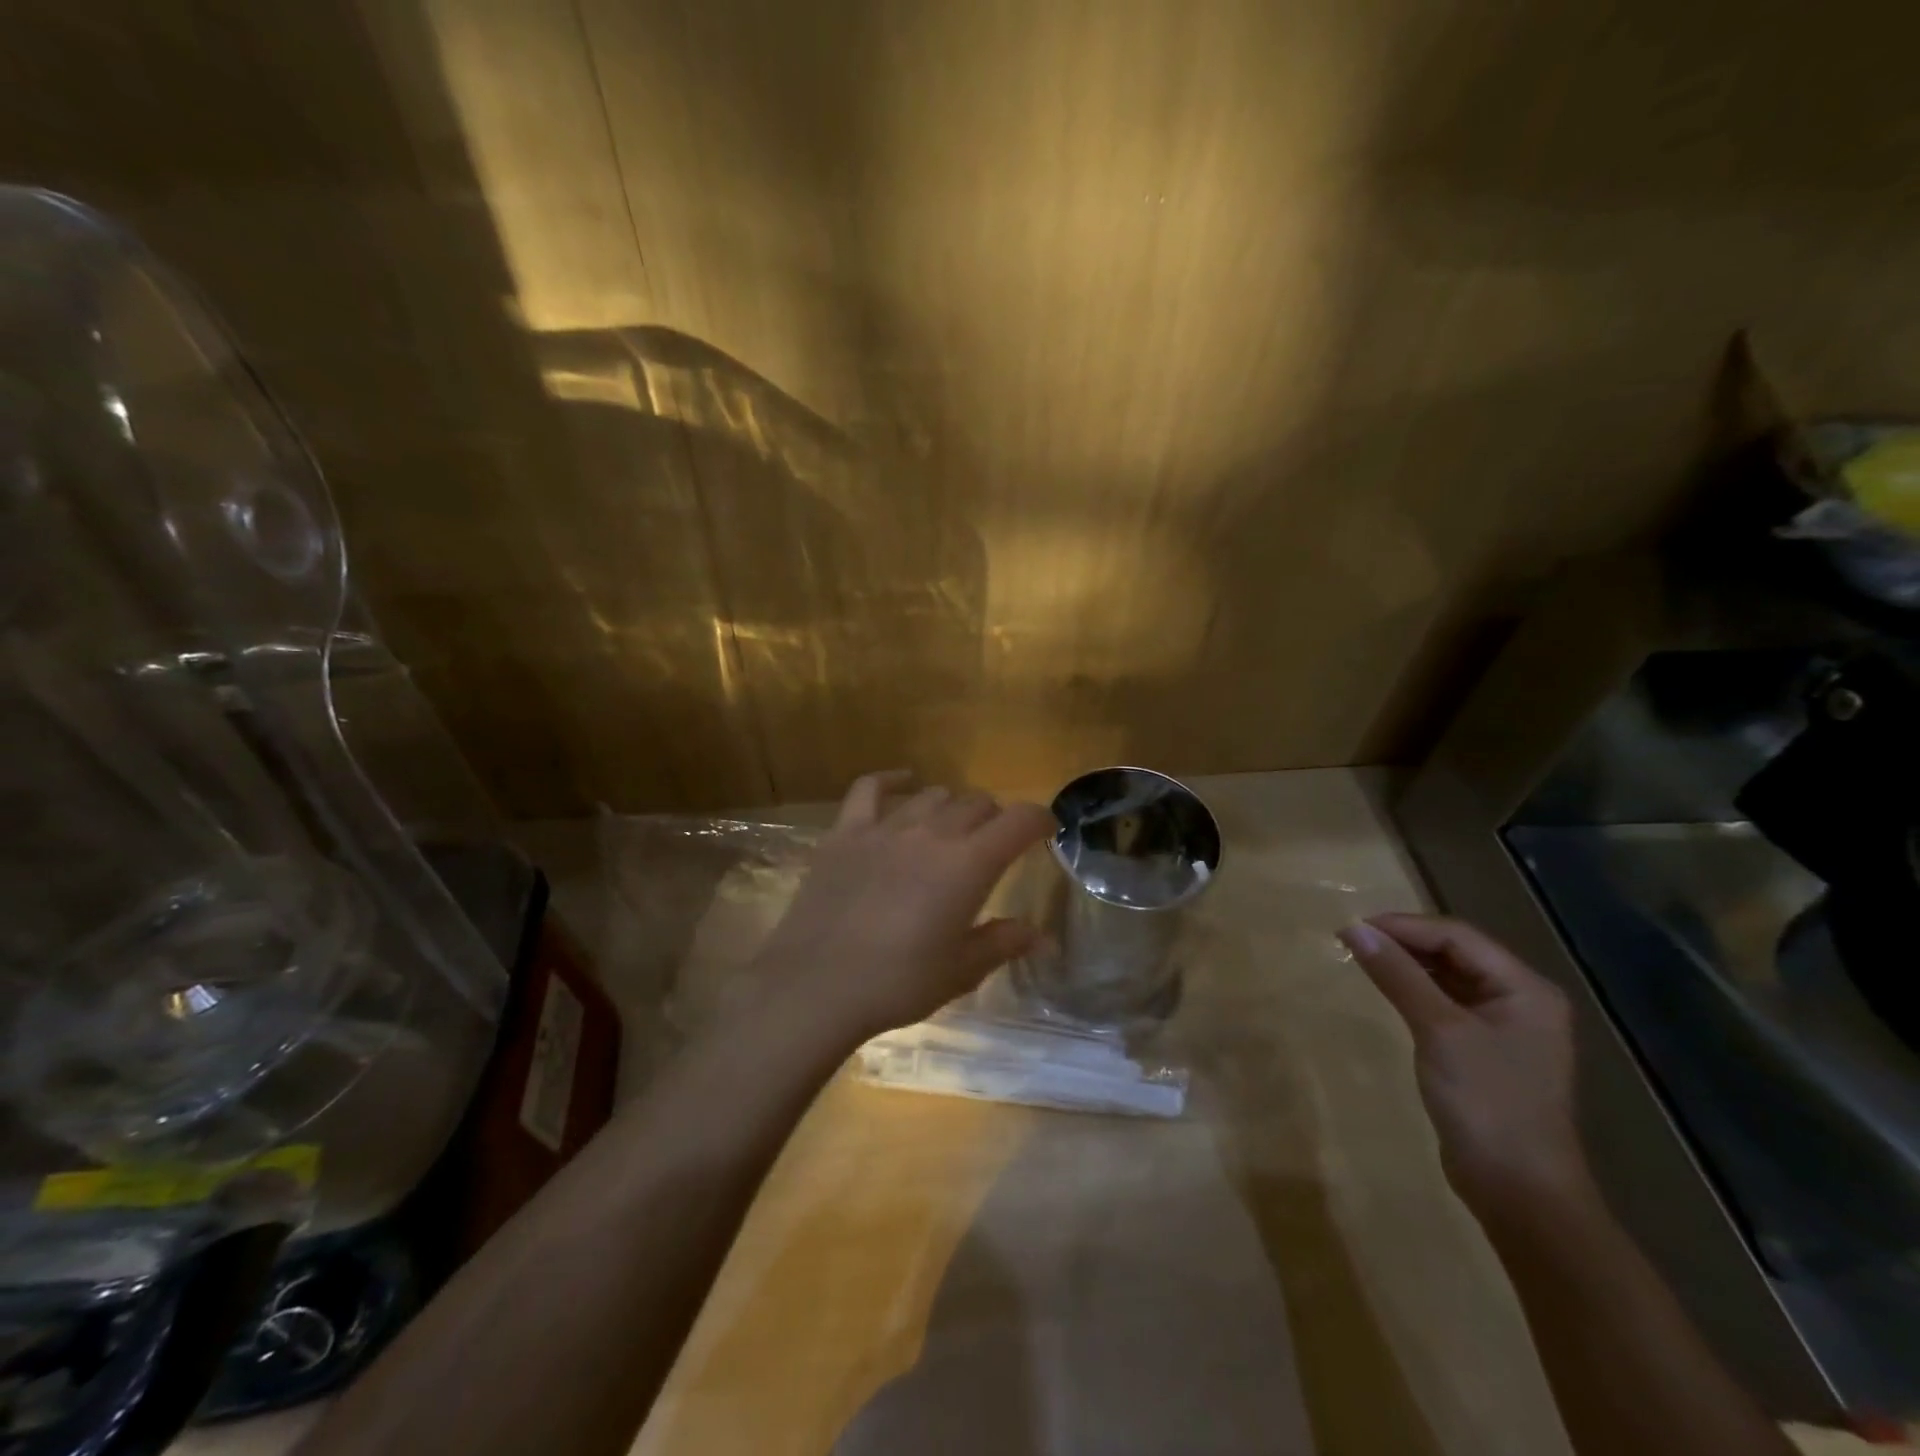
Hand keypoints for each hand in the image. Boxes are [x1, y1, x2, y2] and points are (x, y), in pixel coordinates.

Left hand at [750, 771, 1055, 1045]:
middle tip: (994, 843)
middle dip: (994, 818)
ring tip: (951, 827)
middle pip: (976, 804)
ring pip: (932, 795)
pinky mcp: (846, 833)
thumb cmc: (897, 983)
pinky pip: (870, 789)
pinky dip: (891, 780)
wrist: (816, 986)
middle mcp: (932, 833)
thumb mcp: (960, 971)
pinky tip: (903, 781)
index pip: (1018, 821)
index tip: (1046, 830)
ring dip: (951, 806)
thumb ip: (1002, 943)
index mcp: (969, 865)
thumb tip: (1039, 935)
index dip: (1039, 819)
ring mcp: (885, 828)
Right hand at [1340, 913, 1589, 1215]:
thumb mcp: (1439, 1030)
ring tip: (1362, 958)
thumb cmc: (1487, 1103)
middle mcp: (1521, 999)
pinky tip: (1387, 990)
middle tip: (1352, 940)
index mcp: (1525, 988)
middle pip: (1455, 951)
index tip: (1352, 928)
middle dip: (1404, 941)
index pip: (1457, 935)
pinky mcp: (1484, 1050)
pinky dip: (1414, 990)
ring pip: (1448, 975)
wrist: (1519, 1191)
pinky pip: (1445, 1002)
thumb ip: (1398, 975)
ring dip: (1407, 964)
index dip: (1403, 926)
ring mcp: (1504, 1026)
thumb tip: (1353, 929)